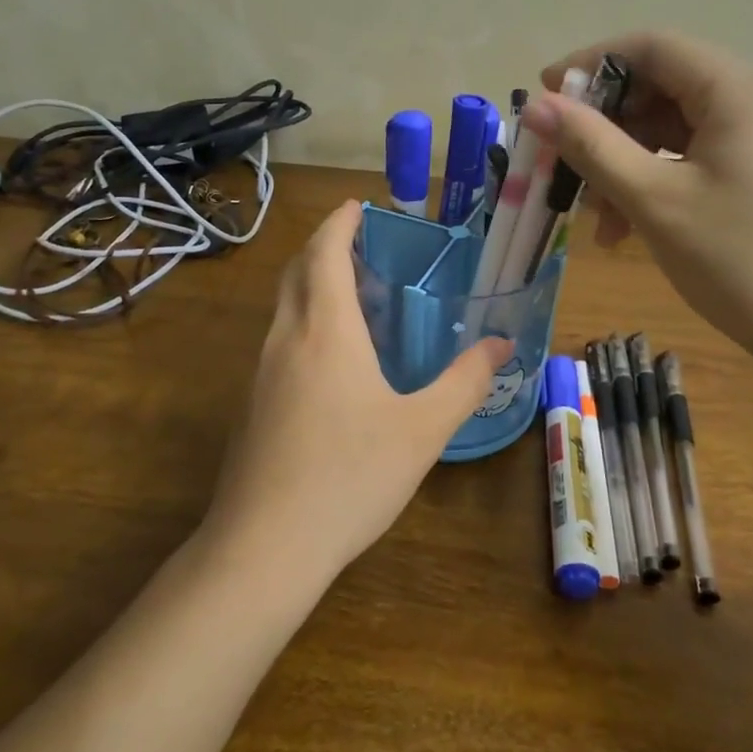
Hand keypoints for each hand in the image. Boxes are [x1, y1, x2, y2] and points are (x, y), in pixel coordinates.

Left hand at [203, 201, 511, 581]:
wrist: (264, 546)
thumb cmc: (350, 475)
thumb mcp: (422, 429)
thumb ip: (464, 381)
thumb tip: (500, 345)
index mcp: (325, 329)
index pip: (324, 251)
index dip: (340, 222)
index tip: (358, 206)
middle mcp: (285, 338)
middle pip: (297, 271)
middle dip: (324, 247)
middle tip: (362, 247)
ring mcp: (260, 373)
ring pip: (284, 308)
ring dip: (313, 287)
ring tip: (354, 299)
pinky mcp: (252, 406)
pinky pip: (279, 343)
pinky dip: (304, 324)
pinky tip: (332, 363)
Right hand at [523, 30, 752, 351]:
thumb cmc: (737, 260)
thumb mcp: (653, 200)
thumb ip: (591, 146)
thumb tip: (536, 107)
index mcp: (739, 89)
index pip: (652, 47)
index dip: (589, 65)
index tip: (543, 97)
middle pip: (665, 85)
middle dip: (607, 123)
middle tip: (564, 163)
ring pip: (681, 126)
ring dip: (630, 159)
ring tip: (595, 212)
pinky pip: (704, 154)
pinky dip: (662, 176)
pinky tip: (632, 223)